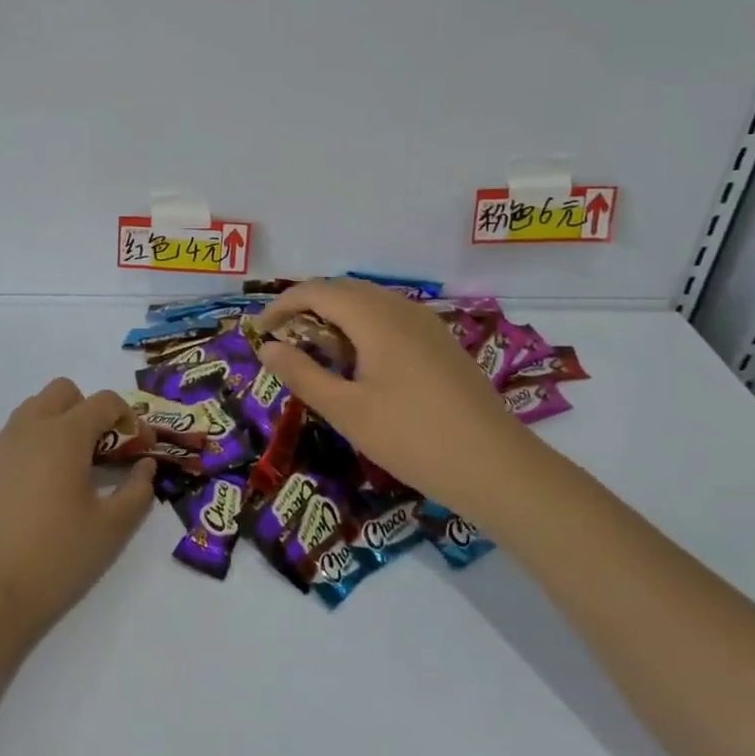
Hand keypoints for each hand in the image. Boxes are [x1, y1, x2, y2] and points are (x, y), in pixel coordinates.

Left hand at [0, 379, 156, 653]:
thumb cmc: (54, 558)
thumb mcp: (111, 529)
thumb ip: (137, 491)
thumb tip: (145, 467)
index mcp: (64, 435)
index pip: (104, 402)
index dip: (130, 418)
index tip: (141, 448)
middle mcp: (29, 429)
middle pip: (63, 392)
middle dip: (89, 410)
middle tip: (103, 451)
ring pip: (34, 410)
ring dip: (60, 424)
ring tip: (72, 470)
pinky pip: (14, 437)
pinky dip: (35, 446)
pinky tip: (41, 490)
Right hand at [254, 279, 544, 516]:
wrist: (495, 466)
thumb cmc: (412, 438)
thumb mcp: (347, 411)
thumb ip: (303, 374)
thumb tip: (268, 348)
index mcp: (376, 318)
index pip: (318, 291)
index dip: (282, 305)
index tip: (259, 332)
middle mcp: (402, 309)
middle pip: (344, 289)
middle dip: (307, 307)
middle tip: (283, 341)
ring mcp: (427, 324)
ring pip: (371, 302)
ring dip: (336, 316)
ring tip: (316, 352)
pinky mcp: (441, 343)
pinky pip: (392, 318)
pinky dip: (363, 327)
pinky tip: (360, 364)